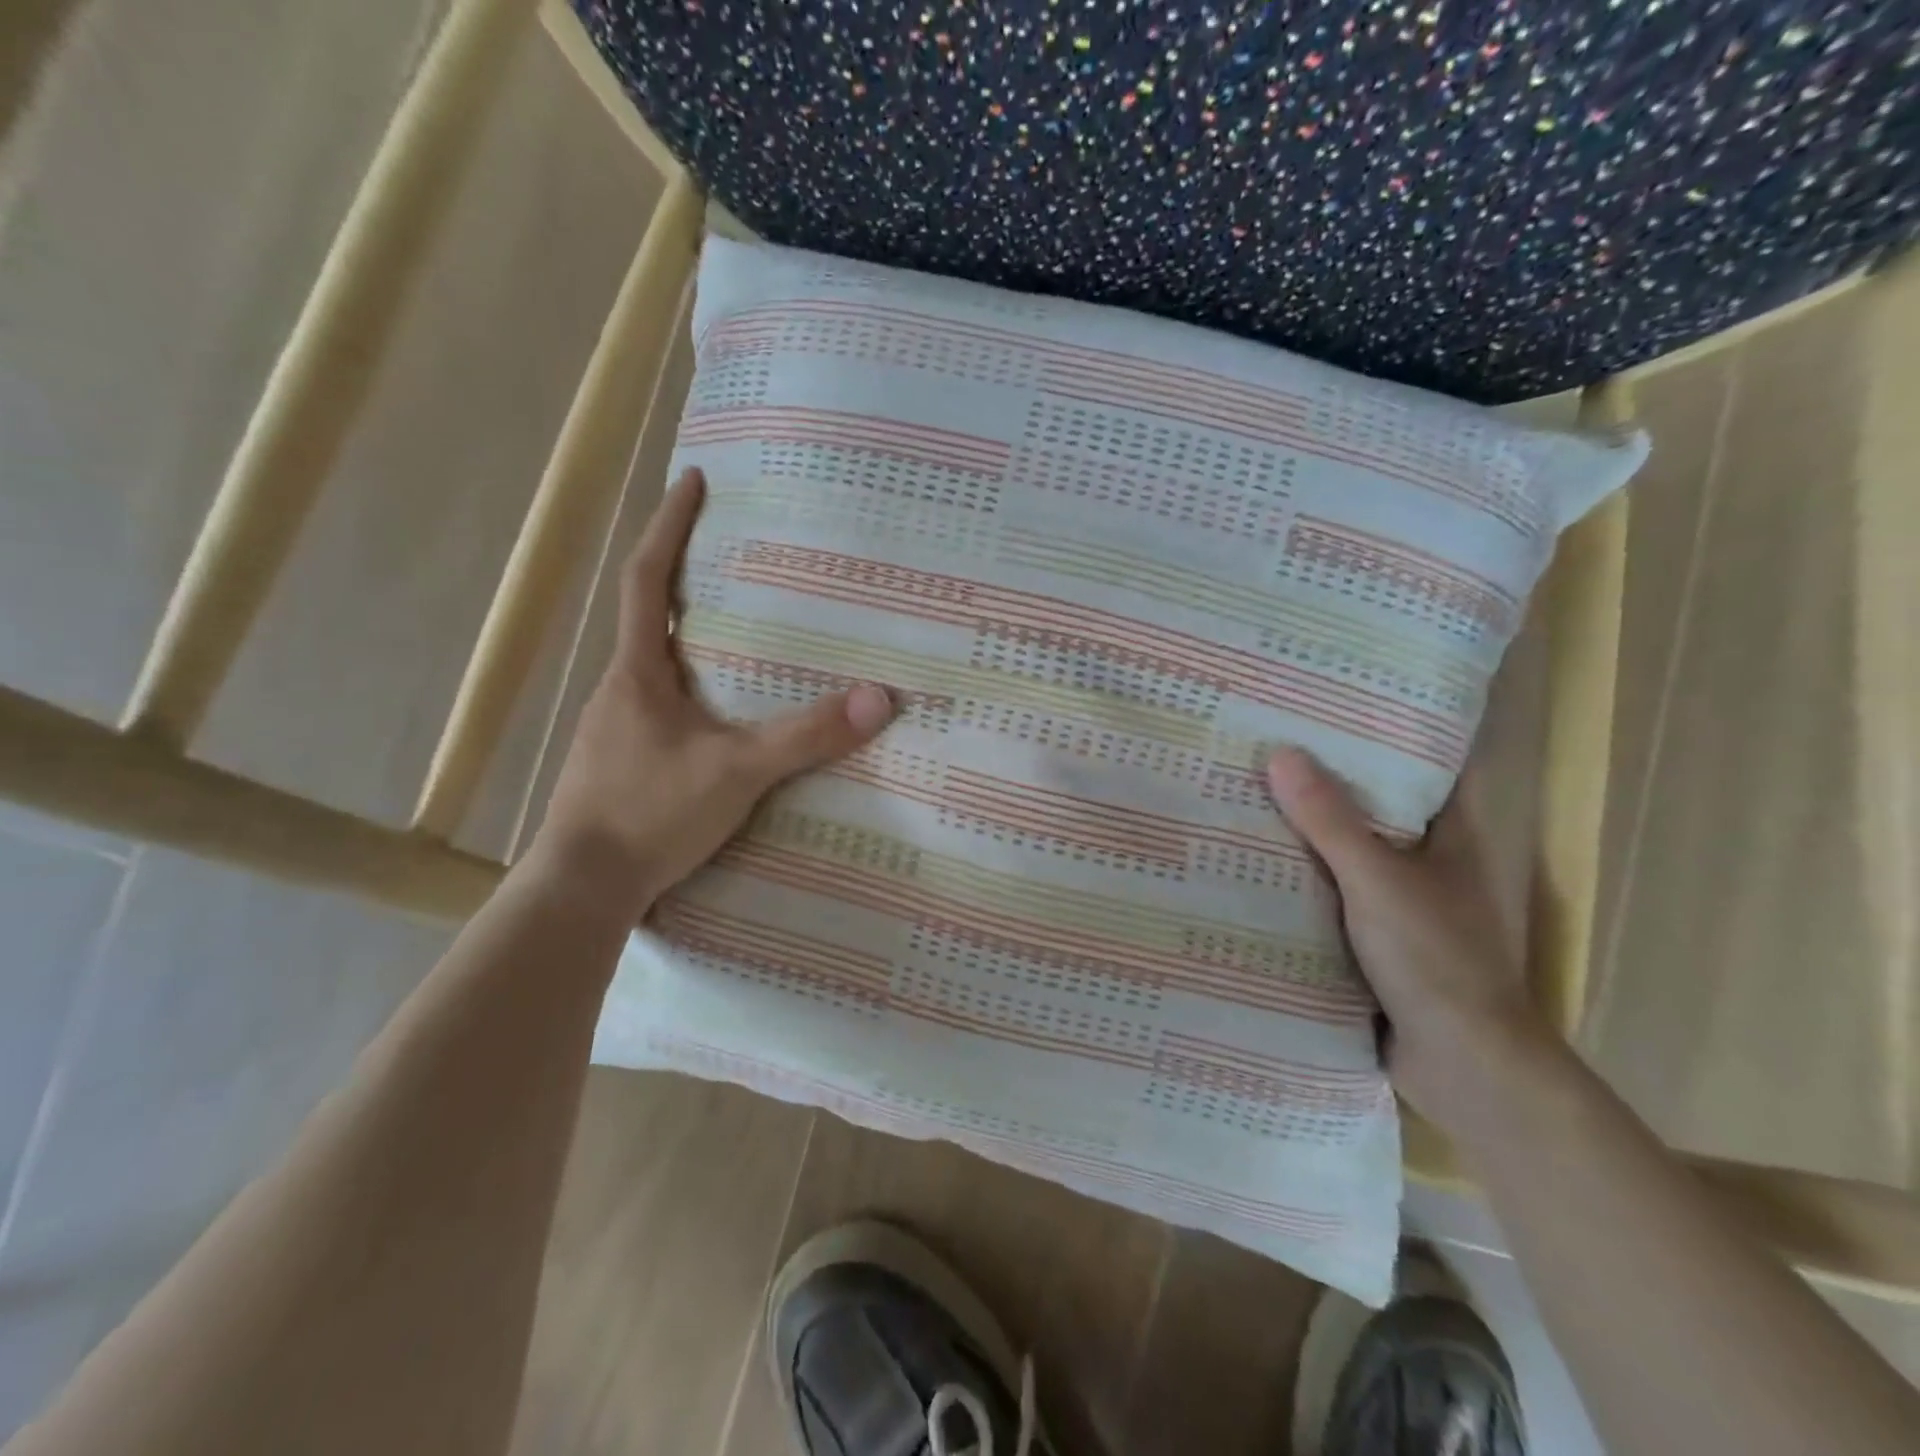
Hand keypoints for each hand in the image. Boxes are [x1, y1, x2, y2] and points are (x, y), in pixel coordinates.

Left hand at [531, 468, 894, 923]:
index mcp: (638, 672)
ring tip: (742, 636)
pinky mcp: (623, 762)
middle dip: (686, 577)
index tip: (692, 481)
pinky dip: (693, 691)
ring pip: (657, 666)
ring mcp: (617, 727)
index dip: (669, 526)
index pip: (646, 579)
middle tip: (737, 558)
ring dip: (691, 640)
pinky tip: (720, 717)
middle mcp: (620, 689)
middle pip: (650, 616)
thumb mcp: (737, 772)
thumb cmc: (649, 814)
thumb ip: (807, 736)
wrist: (582, 887)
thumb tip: (879, 699)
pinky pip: (662, 707)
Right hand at [1266, 747, 1552, 1134]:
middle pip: (1374, 803)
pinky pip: (1328, 890)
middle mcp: (1426, 859)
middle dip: (1326, 776)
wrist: (1462, 1065)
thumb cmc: (1435, 959)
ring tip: (1245, 789)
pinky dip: (1298, 875)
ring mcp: (1398, 899)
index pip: (1425, 763)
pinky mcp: (1371, 936)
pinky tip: (1250, 860)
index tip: (1333, 700)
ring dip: (1305, 828)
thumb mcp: (1377, 880)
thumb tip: (1281, 753)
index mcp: (1450, 834)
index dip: (1387, 728)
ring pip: (1345, 848)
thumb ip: (1330, 821)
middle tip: (1267, 739)